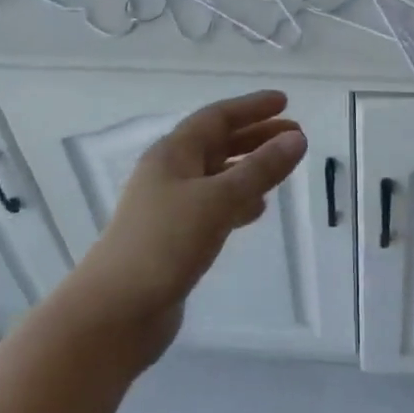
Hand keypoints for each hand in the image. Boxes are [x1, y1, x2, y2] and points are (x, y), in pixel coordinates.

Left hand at [65, 90, 306, 361]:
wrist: (116, 311)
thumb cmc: (165, 243)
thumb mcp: (218, 200)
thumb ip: (259, 169)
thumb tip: (297, 139)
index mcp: (173, 154)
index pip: (216, 117)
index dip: (251, 107)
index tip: (285, 101)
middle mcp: (169, 173)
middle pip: (217, 144)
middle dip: (255, 136)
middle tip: (295, 135)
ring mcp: (170, 207)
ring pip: (217, 176)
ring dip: (249, 168)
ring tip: (283, 168)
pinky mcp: (174, 238)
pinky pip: (213, 207)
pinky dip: (238, 202)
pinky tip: (257, 210)